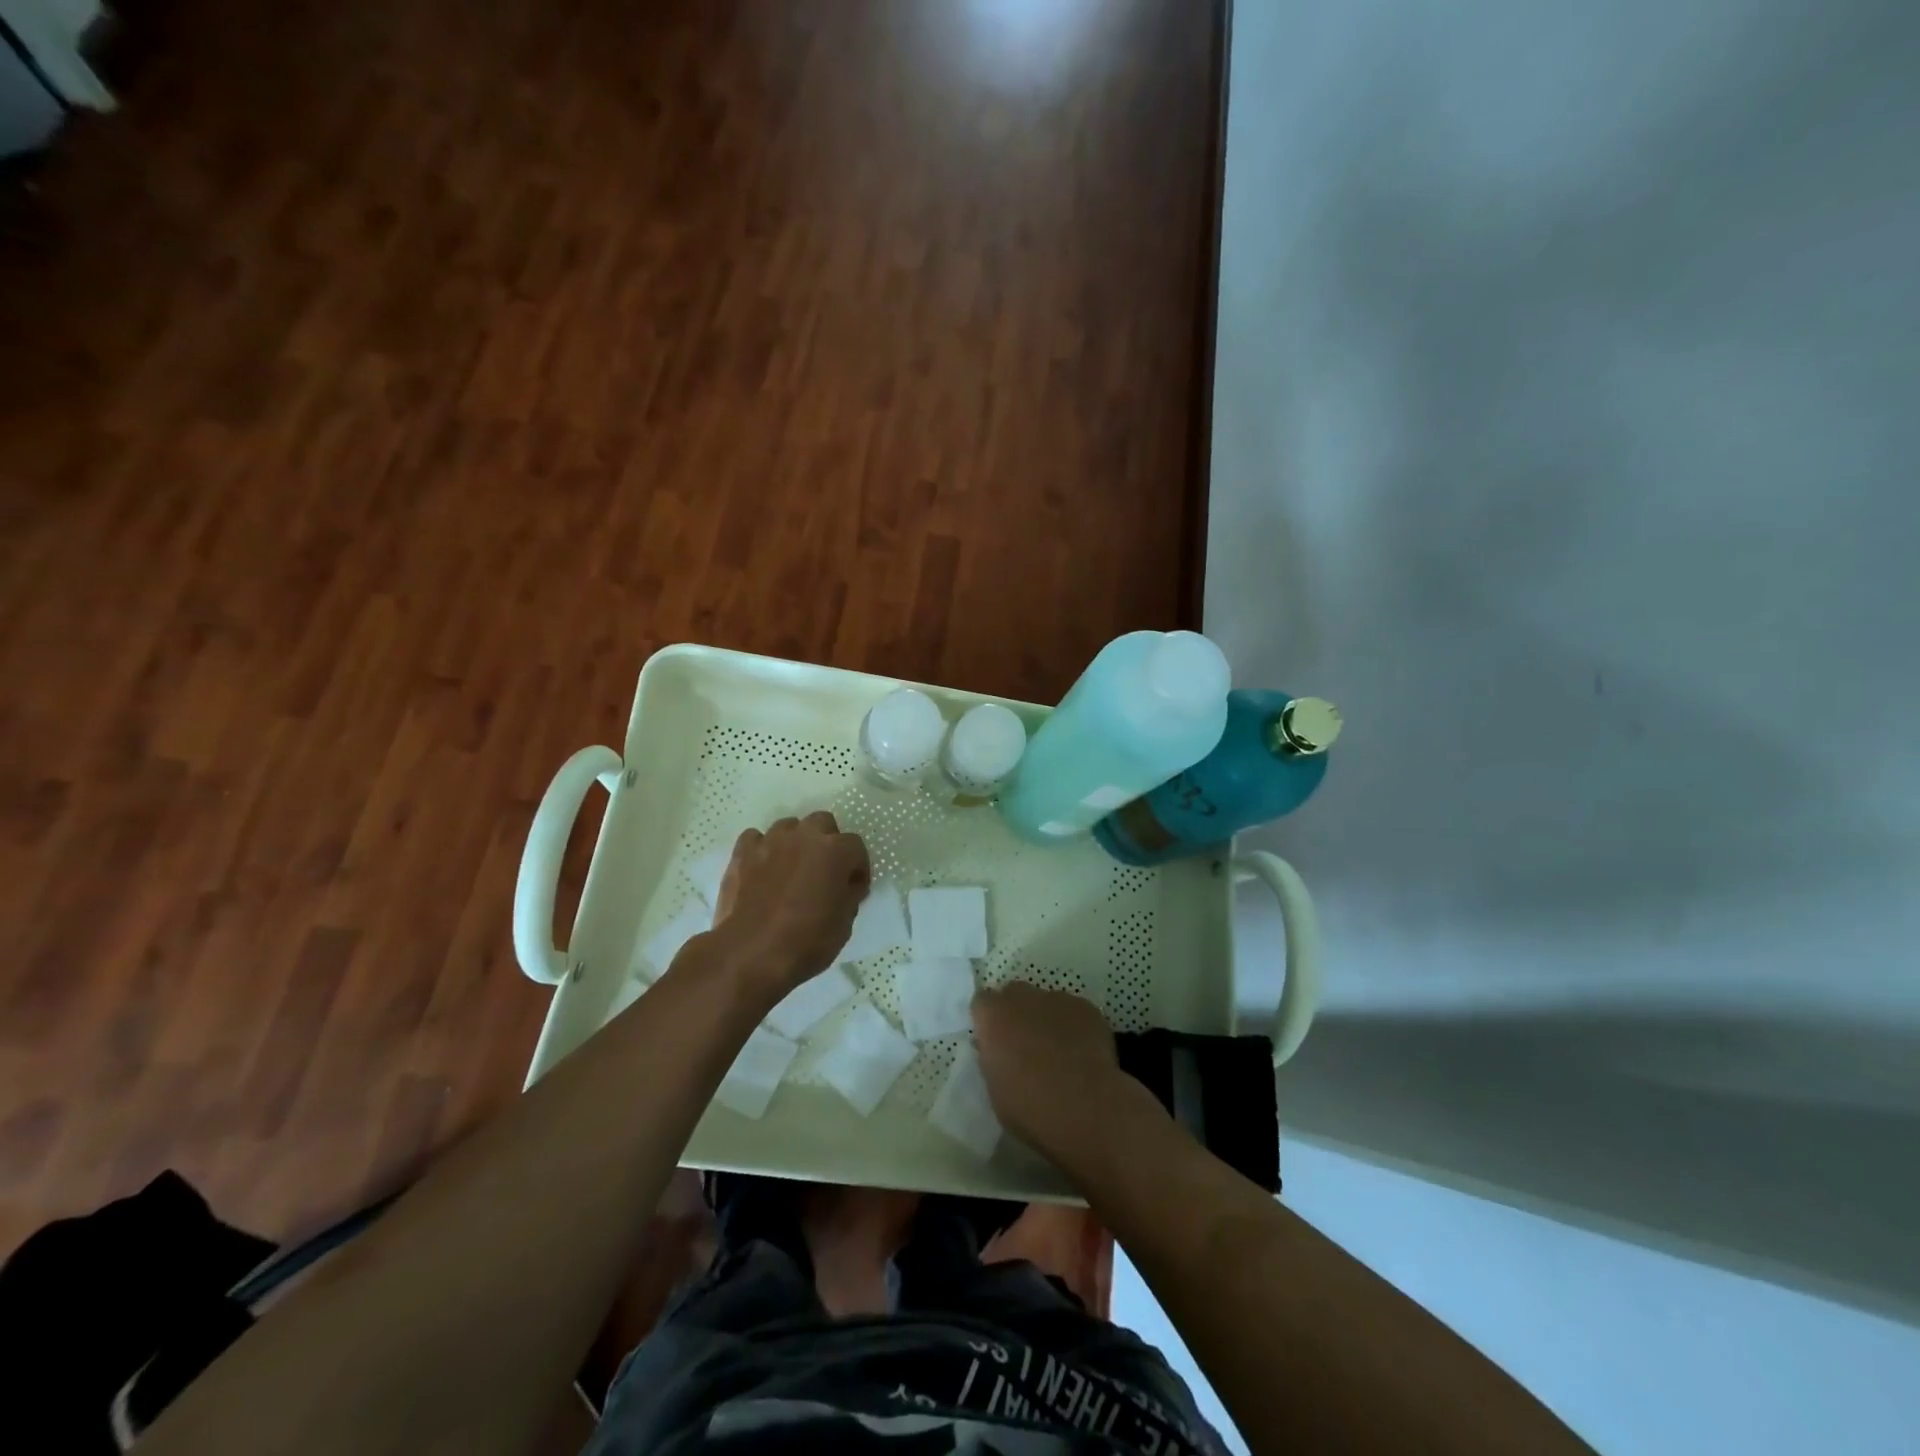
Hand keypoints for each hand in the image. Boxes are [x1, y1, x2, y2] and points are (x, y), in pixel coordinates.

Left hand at [712, 812, 869, 996]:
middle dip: (826, 842)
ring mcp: (771, 841)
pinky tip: (762, 869)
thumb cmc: (806, 940)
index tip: (853, 888)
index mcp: (836, 851)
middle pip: (822, 823)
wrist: (750, 953)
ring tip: (791, 869)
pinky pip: (756, 839)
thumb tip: (846, 886)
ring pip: (789, 827)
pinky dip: (762, 850)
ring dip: (795, 843)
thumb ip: (849, 894)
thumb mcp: (844, 923)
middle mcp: (805, 836)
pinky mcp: (742, 852)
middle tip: (823, 872)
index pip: (856, 847)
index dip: (857, 868)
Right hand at [972, 982, 1140, 1160]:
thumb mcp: (994, 1088)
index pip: (982, 1003)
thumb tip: (999, 1050)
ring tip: (1059, 1052)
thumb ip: (993, 1058)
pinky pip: (1075, 1012)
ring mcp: (1058, 999)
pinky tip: (1082, 1054)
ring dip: (1047, 1019)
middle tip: (1025, 1044)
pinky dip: (1075, 1027)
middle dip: (1017, 1013)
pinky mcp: (1087, 1008)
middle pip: (1015, 994)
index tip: (995, 1041)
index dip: (989, 1021)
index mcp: (993, 1016)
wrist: (1083, 1108)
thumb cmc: (1029, 1107)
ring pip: (1047, 1002)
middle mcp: (1023, 998)